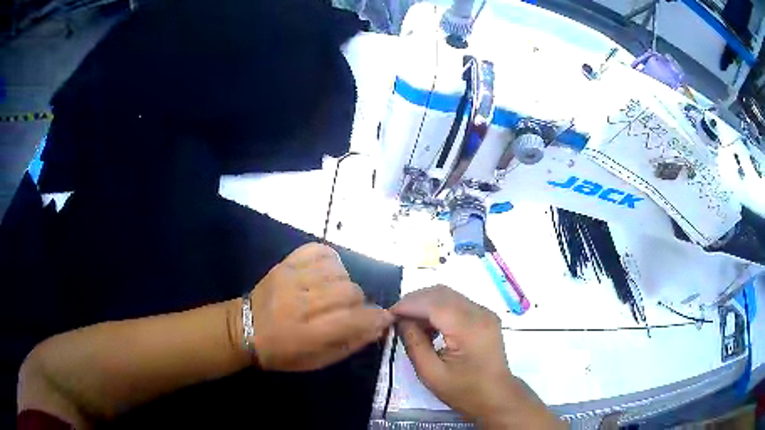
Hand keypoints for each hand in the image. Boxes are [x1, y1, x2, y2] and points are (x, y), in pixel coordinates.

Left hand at [246, 243, 392, 370]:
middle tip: (349, 311)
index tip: (382, 319)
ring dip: (344, 284)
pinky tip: (326, 274)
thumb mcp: (318, 361)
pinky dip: (331, 262)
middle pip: (350, 292)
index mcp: (308, 334)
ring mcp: (292, 278)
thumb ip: (351, 343)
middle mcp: (300, 303)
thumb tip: (379, 325)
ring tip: (333, 293)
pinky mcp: (286, 263)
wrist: (245, 329)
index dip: (376, 318)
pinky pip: (320, 251)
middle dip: (359, 303)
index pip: (354, 319)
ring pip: (339, 272)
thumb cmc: (283, 352)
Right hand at [392, 286, 560, 428]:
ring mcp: (485, 312)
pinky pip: (457, 303)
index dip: (408, 305)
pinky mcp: (485, 316)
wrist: (497, 397)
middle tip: (396, 318)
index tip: (388, 314)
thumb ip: (414, 343)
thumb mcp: (431, 373)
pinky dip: (439, 309)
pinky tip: (429, 326)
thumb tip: (401, 321)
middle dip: (415, 301)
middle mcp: (479, 312)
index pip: (433, 303)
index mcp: (468, 328)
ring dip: (426, 304)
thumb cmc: (464, 391)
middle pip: (441, 293)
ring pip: (449, 295)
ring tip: (410, 324)